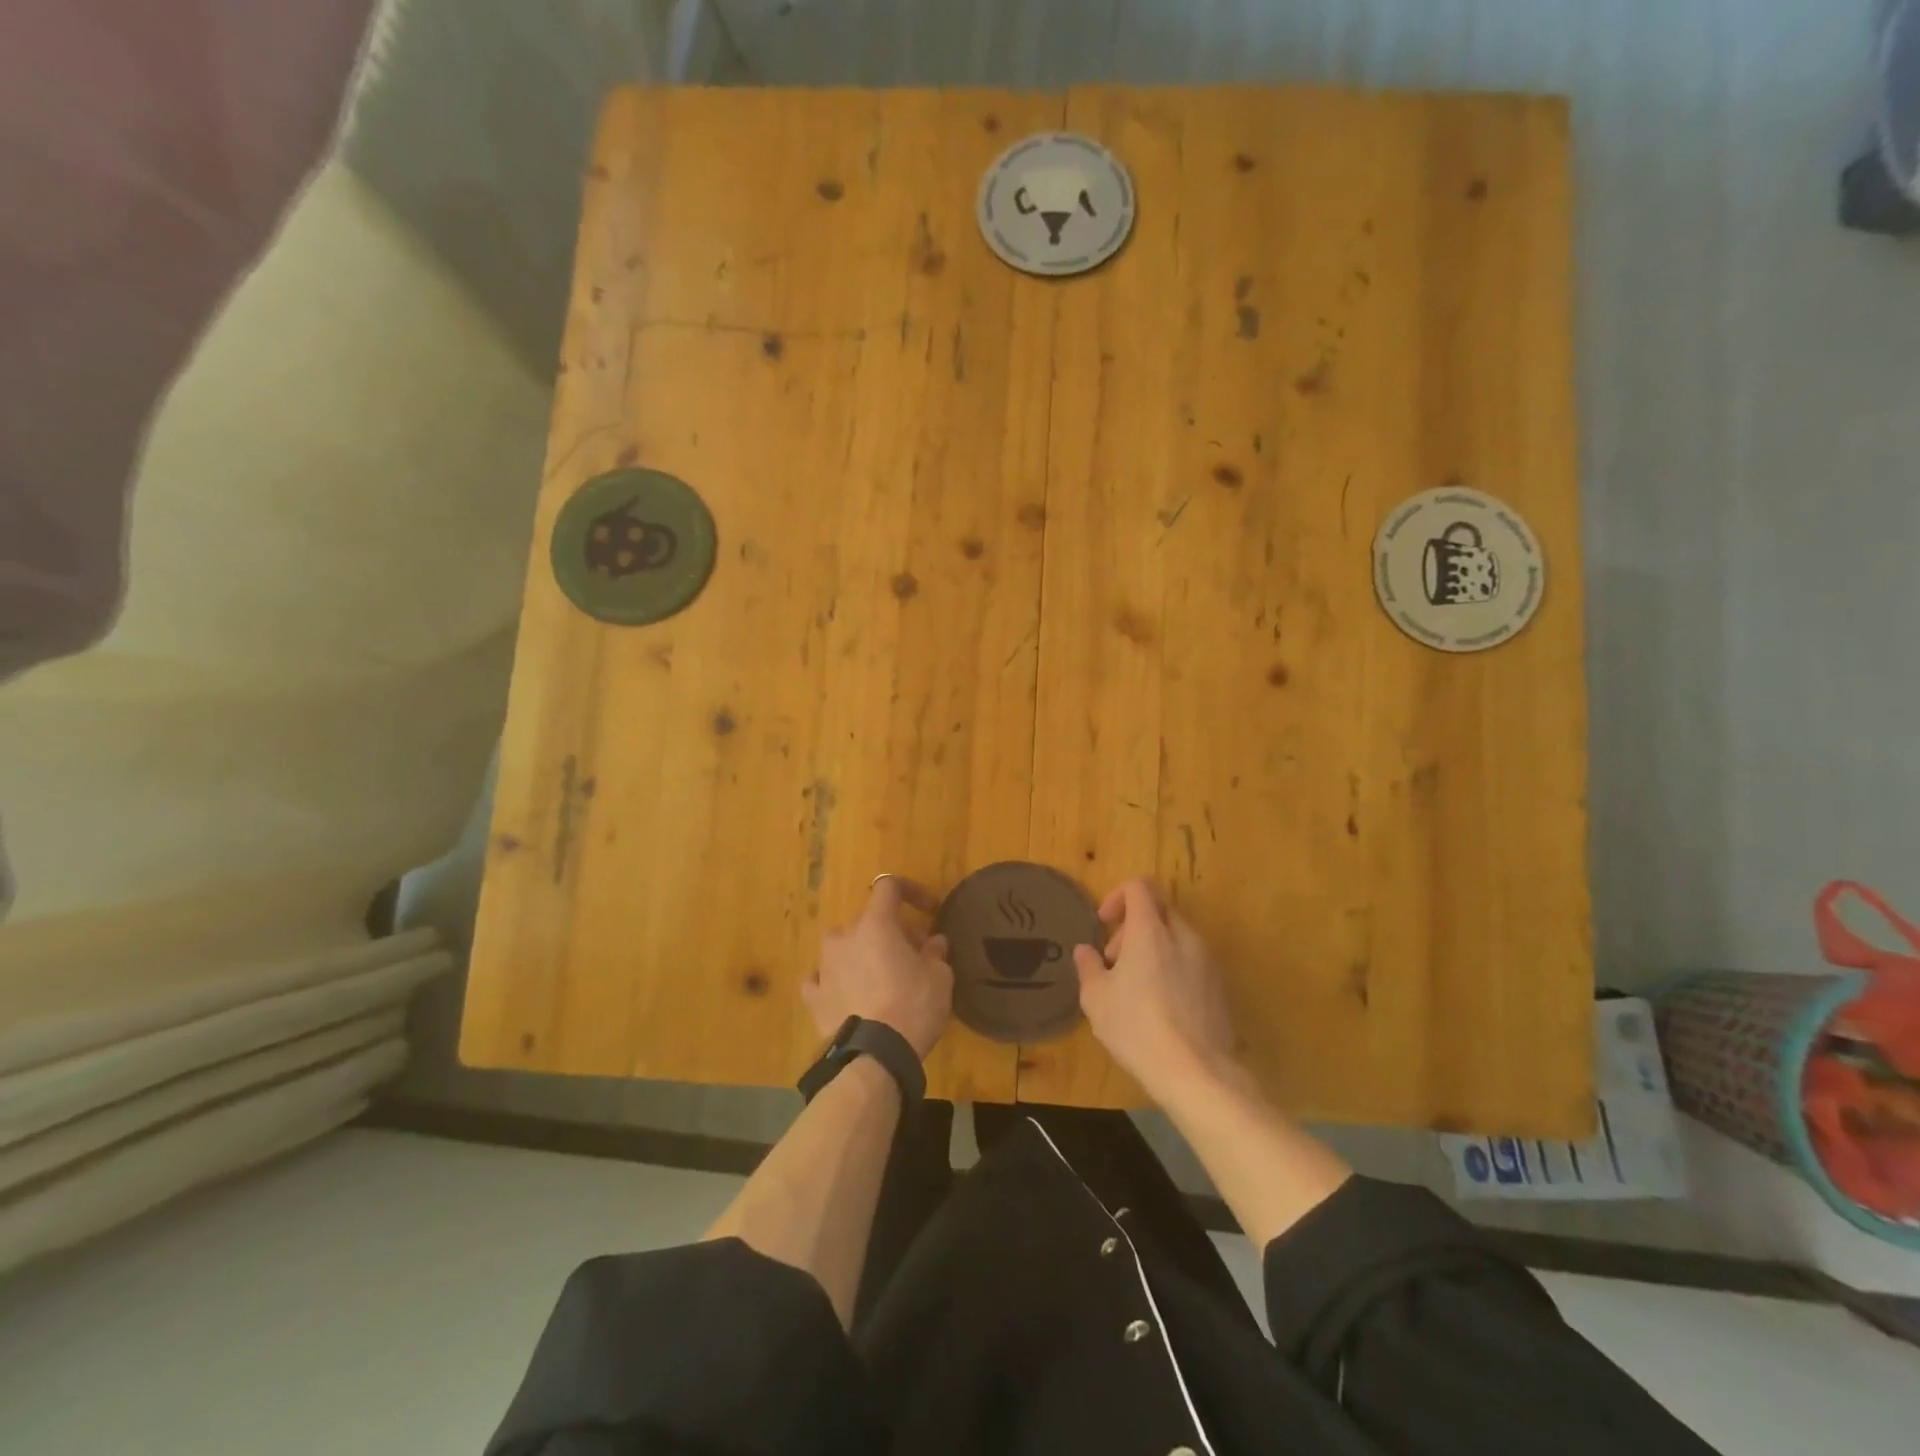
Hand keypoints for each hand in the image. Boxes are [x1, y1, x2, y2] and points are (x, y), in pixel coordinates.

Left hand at [804, 875, 952, 1059]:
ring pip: (843, 946)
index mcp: (875, 924)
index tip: (930, 910)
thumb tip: (933, 942)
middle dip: (892, 931)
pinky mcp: (814, 997)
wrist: (875, 1056)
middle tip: (914, 954)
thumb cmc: (913, 1006)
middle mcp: (845, 937)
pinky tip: (847, 993)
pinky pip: (821, 979)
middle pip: (868, 921)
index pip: (889, 886)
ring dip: (861, 953)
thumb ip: (935, 952)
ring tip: (880, 976)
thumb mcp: (940, 977)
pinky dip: (835, 980)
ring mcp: (824, 966)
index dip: (911, 891)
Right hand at [1073, 878, 1236, 1092]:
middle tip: (1114, 963)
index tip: (1104, 923)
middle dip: (1132, 928)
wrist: (1197, 1073)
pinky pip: (1191, 962)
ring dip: (1152, 949)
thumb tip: (1085, 951)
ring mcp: (1206, 961)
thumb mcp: (1096, 999)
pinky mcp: (1219, 987)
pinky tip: (1160, 1008)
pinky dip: (1172, 969)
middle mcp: (1183, 937)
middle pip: (1158, 910)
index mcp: (1150, 931)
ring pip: (1175, 937)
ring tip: (1135, 988)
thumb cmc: (1137, 1028)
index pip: (1139, 886)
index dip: (1117, 896)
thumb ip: (1089, 967)